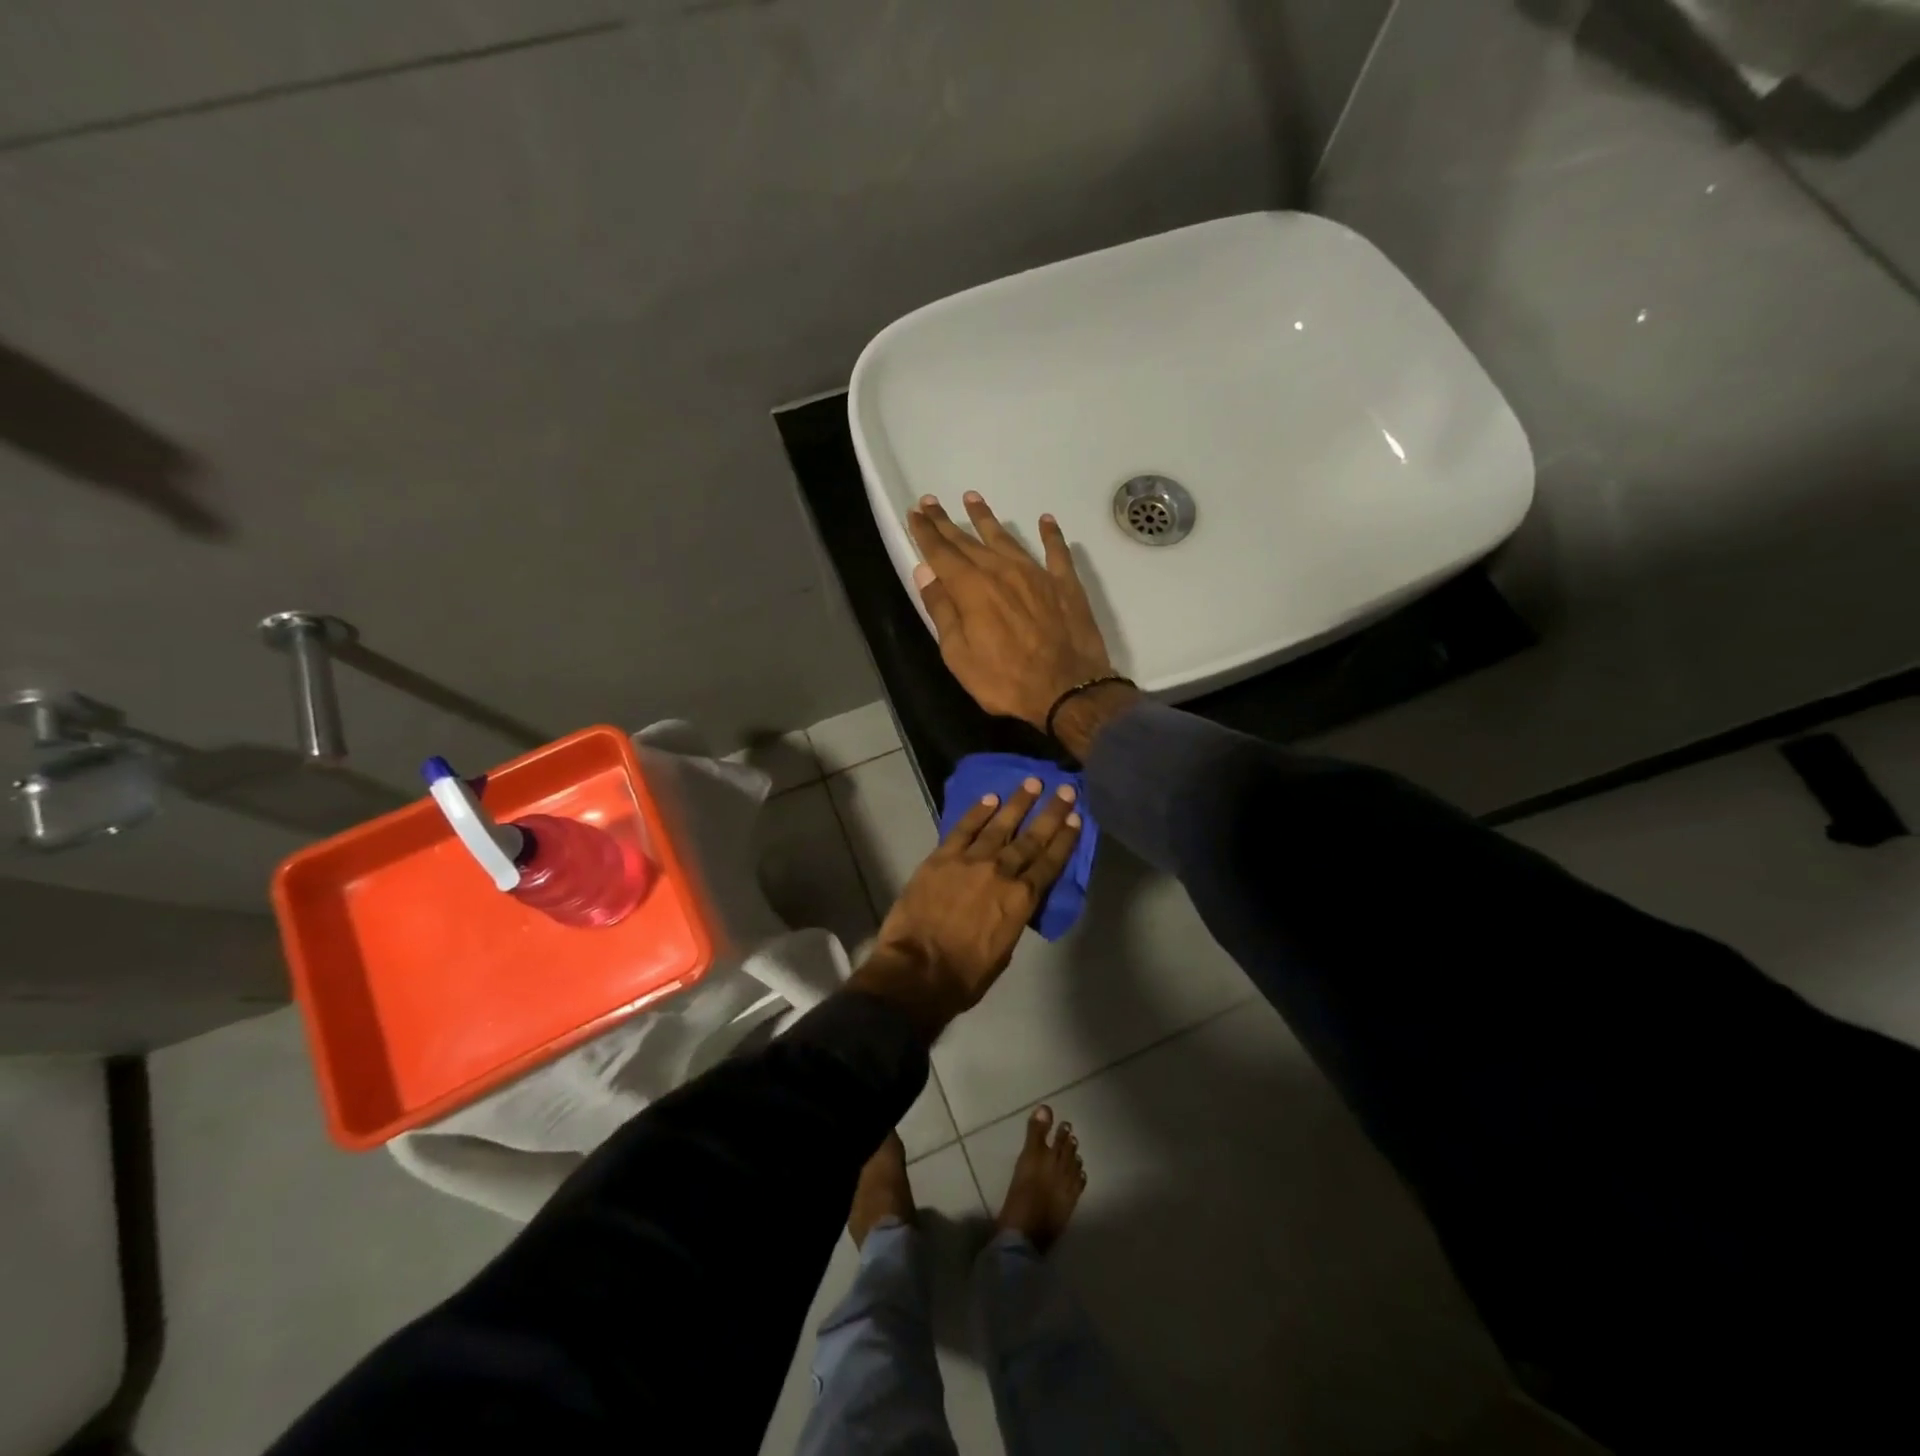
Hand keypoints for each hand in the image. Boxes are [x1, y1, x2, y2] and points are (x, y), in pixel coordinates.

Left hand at [852, 776, 1081, 1033]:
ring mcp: (969, 861)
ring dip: (1018, 803)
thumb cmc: (964, 975)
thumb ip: (1012, 918)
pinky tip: (990, 798)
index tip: (1076, 817)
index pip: (1049, 863)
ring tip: (1032, 783)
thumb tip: (1011, 902)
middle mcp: (1000, 873)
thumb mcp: (1004, 951)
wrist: (917, 970)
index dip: (1064, 840)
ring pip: (999, 825)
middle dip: (1050, 813)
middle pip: (1030, 839)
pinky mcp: (941, 858)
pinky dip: (977, 812)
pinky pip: (963, 829)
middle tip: (1065, 789)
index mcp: (1021, 900)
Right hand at [907, 492, 1115, 728]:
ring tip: (972, 498)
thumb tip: (925, 573)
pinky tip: (1046, 521)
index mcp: (972, 588)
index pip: (942, 553)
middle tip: (930, 502)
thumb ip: (942, 611)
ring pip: (1007, 538)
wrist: (1068, 690)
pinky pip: (1057, 551)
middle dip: (947, 522)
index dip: (926, 532)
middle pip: (968, 541)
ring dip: (987, 519)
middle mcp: (1001, 571)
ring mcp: (1036, 574)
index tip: (914, 512)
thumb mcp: (959, 655)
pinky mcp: (1065, 584)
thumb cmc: (1005, 680)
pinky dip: (1050, 535)